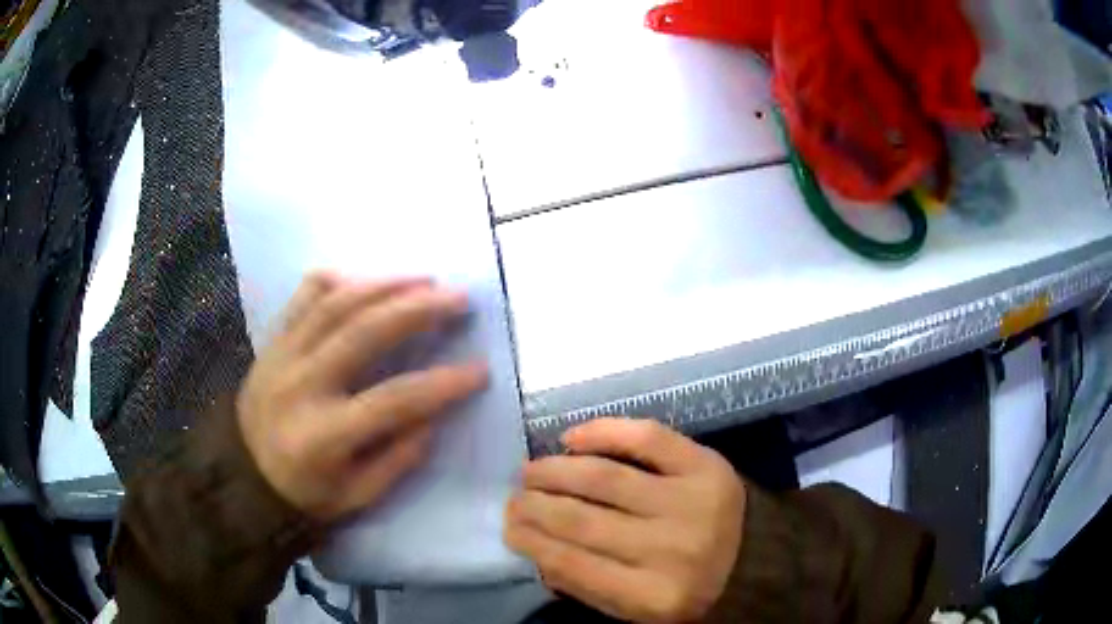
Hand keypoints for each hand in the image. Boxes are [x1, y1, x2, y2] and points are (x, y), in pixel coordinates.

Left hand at [237, 272, 487, 521]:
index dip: (442, 384)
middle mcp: (301, 384)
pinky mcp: (273, 341)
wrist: (241, 474)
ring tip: (424, 280)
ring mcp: (282, 355)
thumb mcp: (355, 497)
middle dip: (418, 310)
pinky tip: (365, 281)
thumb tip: (433, 417)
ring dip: (385, 285)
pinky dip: (337, 281)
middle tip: (459, 299)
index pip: (394, 400)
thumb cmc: (302, 494)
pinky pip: (304, 297)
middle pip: (364, 333)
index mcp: (324, 435)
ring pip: (336, 303)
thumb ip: (397, 460)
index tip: (480, 369)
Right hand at [505, 418, 745, 623]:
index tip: (508, 527)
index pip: (572, 564)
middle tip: (513, 498)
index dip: (531, 542)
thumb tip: (536, 551)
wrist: (758, 559)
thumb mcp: (638, 608)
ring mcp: (690, 502)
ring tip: (530, 471)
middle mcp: (670, 549)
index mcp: (654, 596)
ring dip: (554, 471)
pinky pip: (647, 438)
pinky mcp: (705, 465)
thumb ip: (586, 587)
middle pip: (581, 520)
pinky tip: (572, 438)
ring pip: (603, 479)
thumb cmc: (689, 588)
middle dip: (533, 506)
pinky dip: (604, 432)